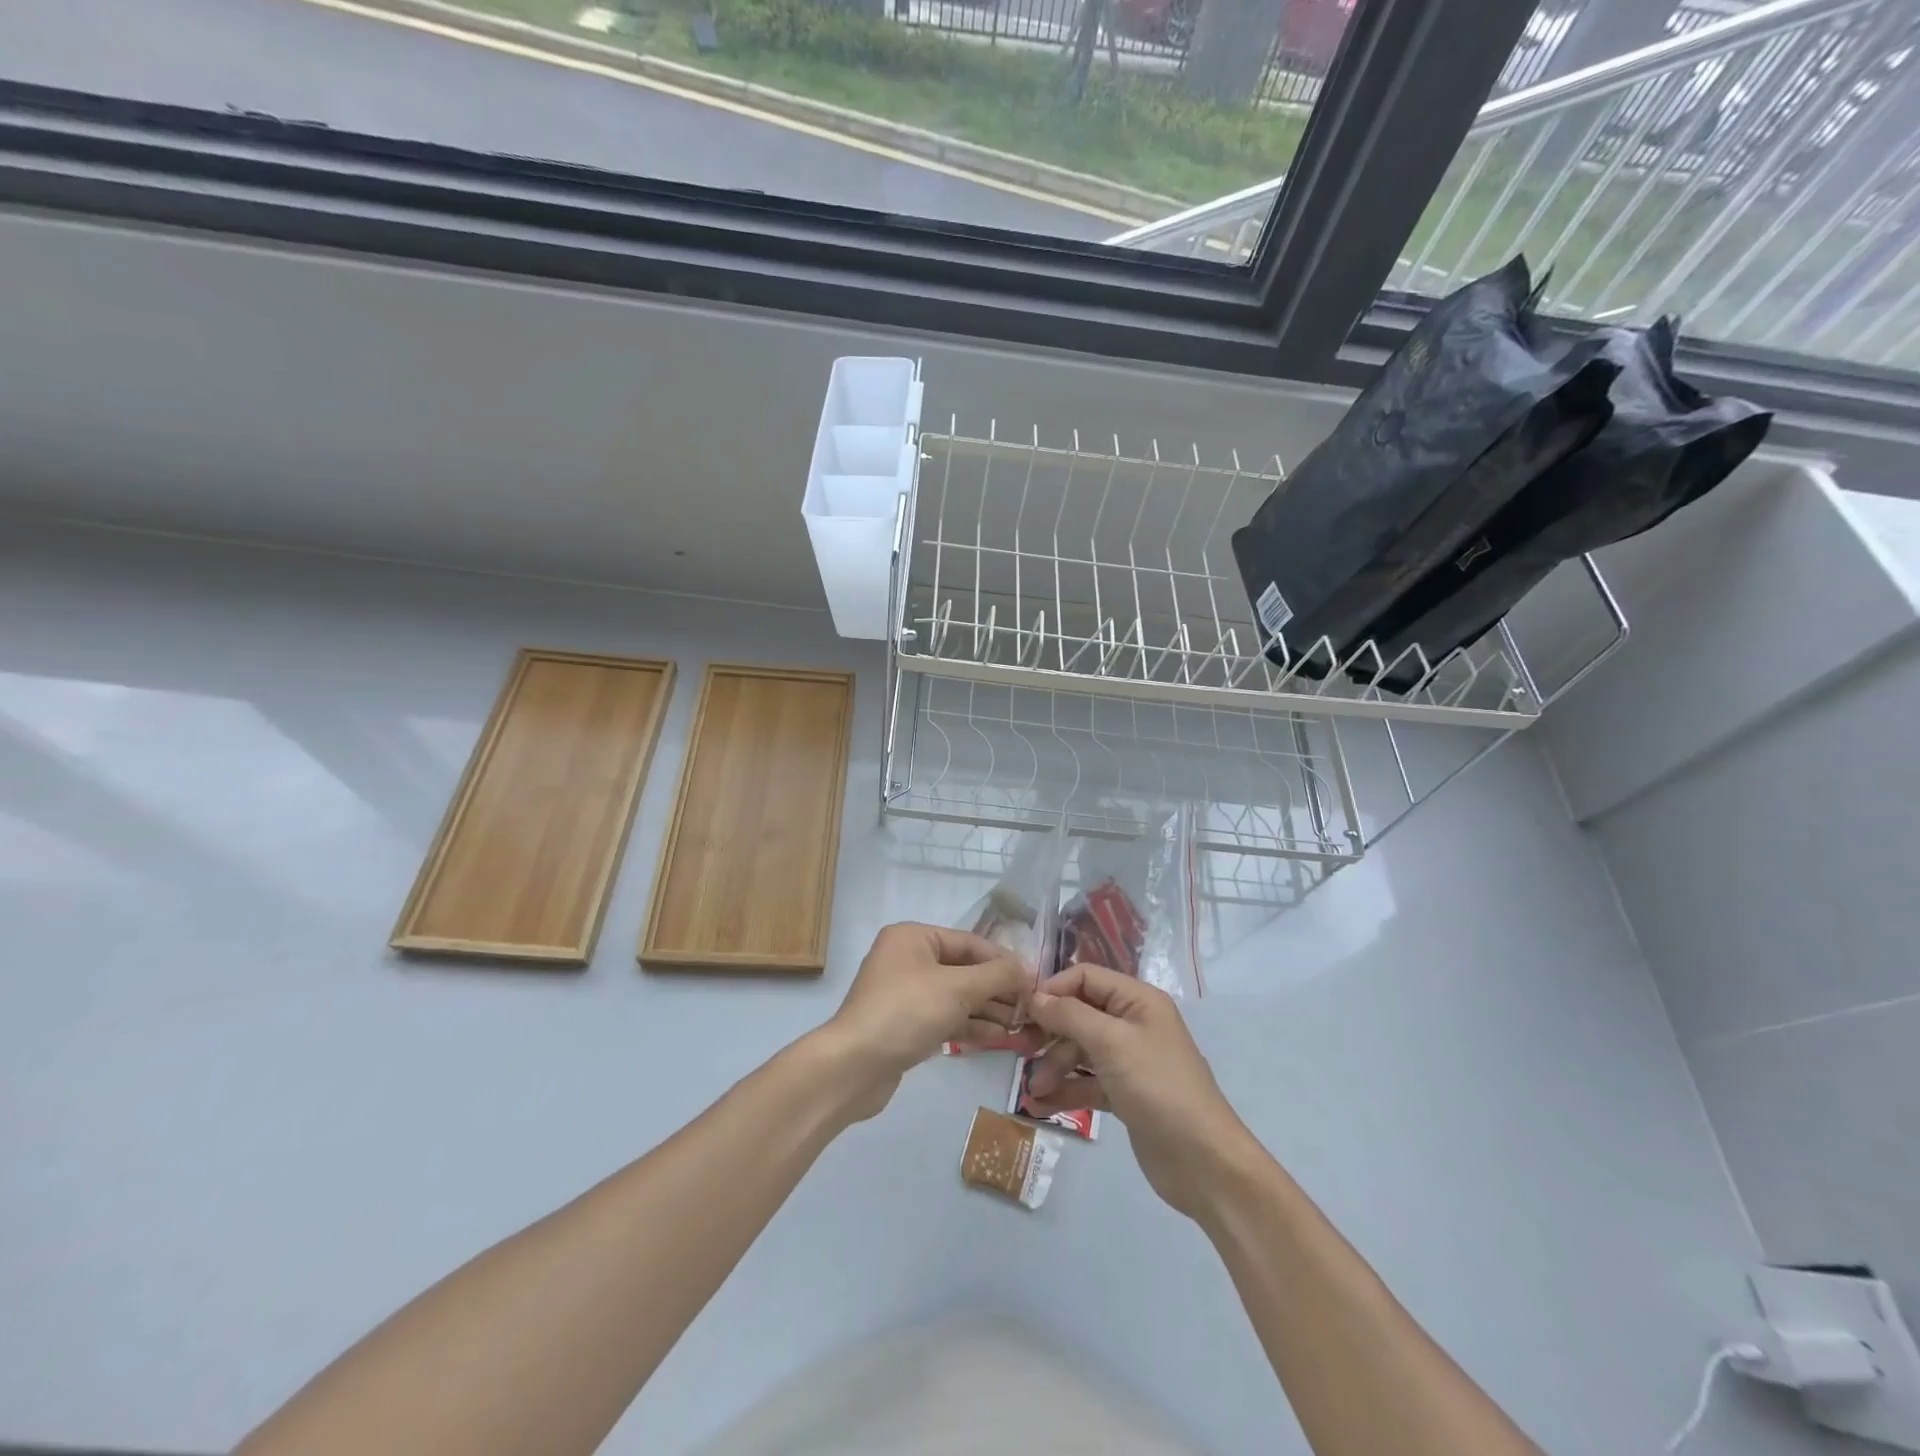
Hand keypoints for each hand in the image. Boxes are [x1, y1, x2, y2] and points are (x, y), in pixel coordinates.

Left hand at [823, 922, 1042, 1118]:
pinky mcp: (906, 1026)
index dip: (1004, 961)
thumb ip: (997, 975)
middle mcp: (908, 959)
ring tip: (1024, 1027)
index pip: (970, 943)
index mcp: (914, 937)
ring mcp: (906, 994)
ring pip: (957, 997)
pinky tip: (1000, 1038)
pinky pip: (946, 1018)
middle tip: (1032, 1009)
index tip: (1035, 981)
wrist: (854, 1066)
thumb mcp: (958, 988)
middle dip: (998, 990)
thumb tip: (1029, 968)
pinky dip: (971, 1026)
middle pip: (964, 970)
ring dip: (989, 1011)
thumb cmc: (906, 1012)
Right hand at [1025, 964, 1257, 1219]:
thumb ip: (1070, 1015)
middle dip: (1050, 1033)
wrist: (1204, 1162)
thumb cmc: (1158, 1087)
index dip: (1054, 989)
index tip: (1023, 1010)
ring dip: (1053, 1067)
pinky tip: (1040, 1107)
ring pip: (1079, 1051)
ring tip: (1034, 1092)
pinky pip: (1086, 1083)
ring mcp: (1128, 1060)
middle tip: (1021, 1051)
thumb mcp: (1112, 1043)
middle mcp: (1132, 1023)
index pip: (1086, 977)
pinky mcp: (1124, 1094)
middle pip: (1079, 1014)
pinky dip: (1065, 1091)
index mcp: (1137, 1000)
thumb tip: (1035, 996)